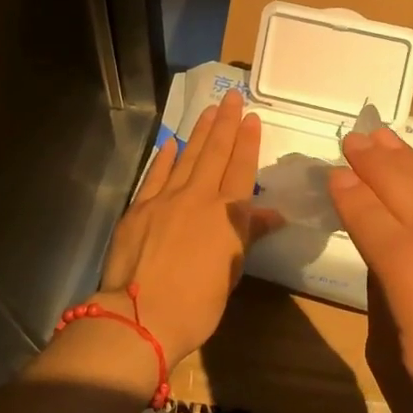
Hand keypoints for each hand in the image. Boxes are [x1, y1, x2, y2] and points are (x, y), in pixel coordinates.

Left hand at [95, 89, 272, 368]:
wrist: (141, 316)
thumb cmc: (197, 303)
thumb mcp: (232, 272)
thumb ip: (248, 234)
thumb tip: (273, 214)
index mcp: (225, 214)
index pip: (241, 168)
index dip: (247, 141)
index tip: (251, 116)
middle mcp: (197, 197)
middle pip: (214, 152)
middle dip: (225, 122)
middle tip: (230, 96)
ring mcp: (165, 199)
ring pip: (186, 156)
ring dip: (198, 131)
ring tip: (208, 109)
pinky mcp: (138, 208)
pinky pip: (155, 175)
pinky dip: (165, 157)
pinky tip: (171, 143)